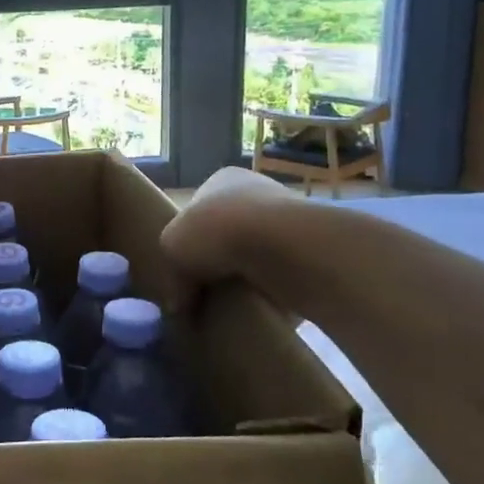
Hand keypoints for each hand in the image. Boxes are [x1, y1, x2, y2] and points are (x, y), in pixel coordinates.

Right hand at [158, 165, 293, 308]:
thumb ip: (171, 270)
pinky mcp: (312, 252)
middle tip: (203, 288)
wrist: (283, 249)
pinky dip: (269, 289)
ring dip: (243, 275)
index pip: (197, 211)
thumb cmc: (217, 232)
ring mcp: (289, 220)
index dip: (187, 241)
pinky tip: (257, 304)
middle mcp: (258, 192)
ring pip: (255, 255)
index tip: (183, 268)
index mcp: (223, 179)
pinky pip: (280, 275)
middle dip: (216, 260)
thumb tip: (180, 302)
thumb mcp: (171, 246)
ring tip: (229, 301)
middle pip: (226, 233)